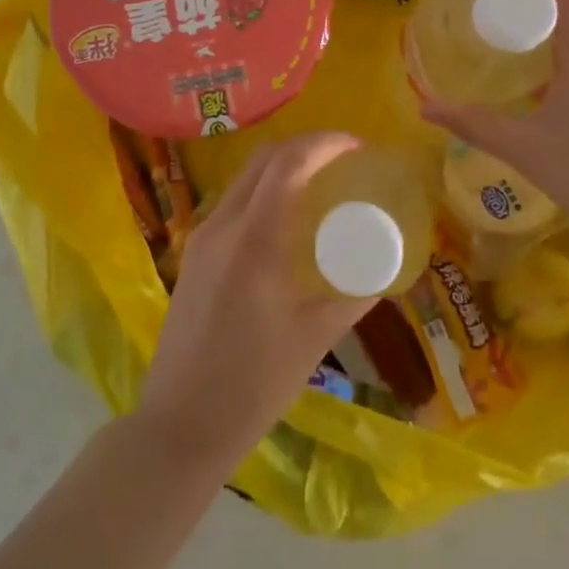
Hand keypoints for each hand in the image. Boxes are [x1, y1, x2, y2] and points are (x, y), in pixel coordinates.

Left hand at [136, 133, 373, 469]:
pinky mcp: (192, 255)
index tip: (358, 147)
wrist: (179, 424)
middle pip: (263, 159)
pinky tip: (284, 223)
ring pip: (244, 179)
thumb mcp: (315, 338)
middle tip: (343, 161)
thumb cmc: (253, 385)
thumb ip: (354, 294)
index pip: (289, 163)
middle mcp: (222, 225)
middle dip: (305, 148)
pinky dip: (263, 193)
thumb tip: (389, 266)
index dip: (325, 143)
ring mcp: (201, 237)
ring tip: (319, 186)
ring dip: (281, 168)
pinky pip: (232, 204)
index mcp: (254, 239)